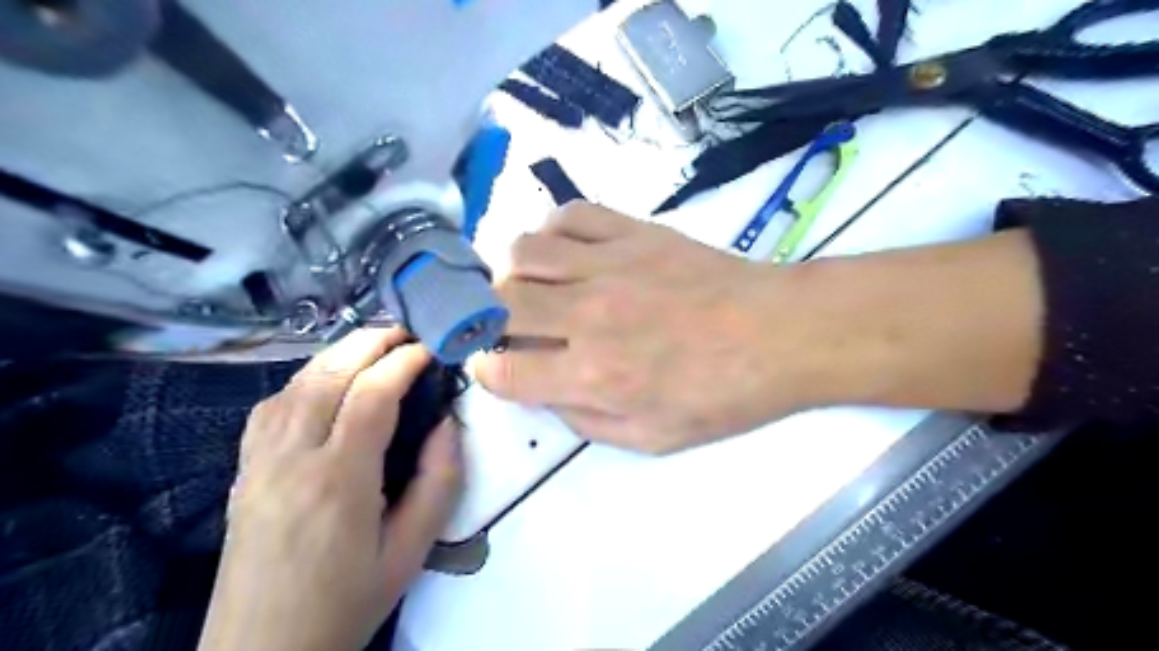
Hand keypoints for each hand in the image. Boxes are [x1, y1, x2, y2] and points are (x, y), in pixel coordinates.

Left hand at [201, 329, 463, 650]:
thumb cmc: (348, 600)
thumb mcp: (411, 550)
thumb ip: (439, 482)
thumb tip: (449, 424)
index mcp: (339, 479)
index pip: (373, 395)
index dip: (405, 362)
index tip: (432, 349)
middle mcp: (293, 458)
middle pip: (329, 375)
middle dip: (370, 342)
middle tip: (406, 330)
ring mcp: (260, 460)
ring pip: (296, 382)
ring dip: (338, 353)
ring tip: (374, 344)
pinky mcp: (244, 469)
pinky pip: (271, 405)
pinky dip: (305, 378)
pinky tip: (326, 380)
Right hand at [467, 201, 832, 452]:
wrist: (780, 334)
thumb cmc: (723, 394)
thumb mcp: (653, 438)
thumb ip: (585, 420)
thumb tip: (542, 391)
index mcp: (594, 376)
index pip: (503, 369)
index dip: (489, 371)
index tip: (500, 367)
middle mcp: (589, 316)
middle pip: (500, 302)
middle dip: (489, 317)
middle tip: (508, 326)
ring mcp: (610, 265)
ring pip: (524, 251)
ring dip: (513, 272)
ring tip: (532, 286)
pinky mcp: (634, 232)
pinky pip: (570, 215)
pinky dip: (552, 231)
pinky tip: (565, 252)